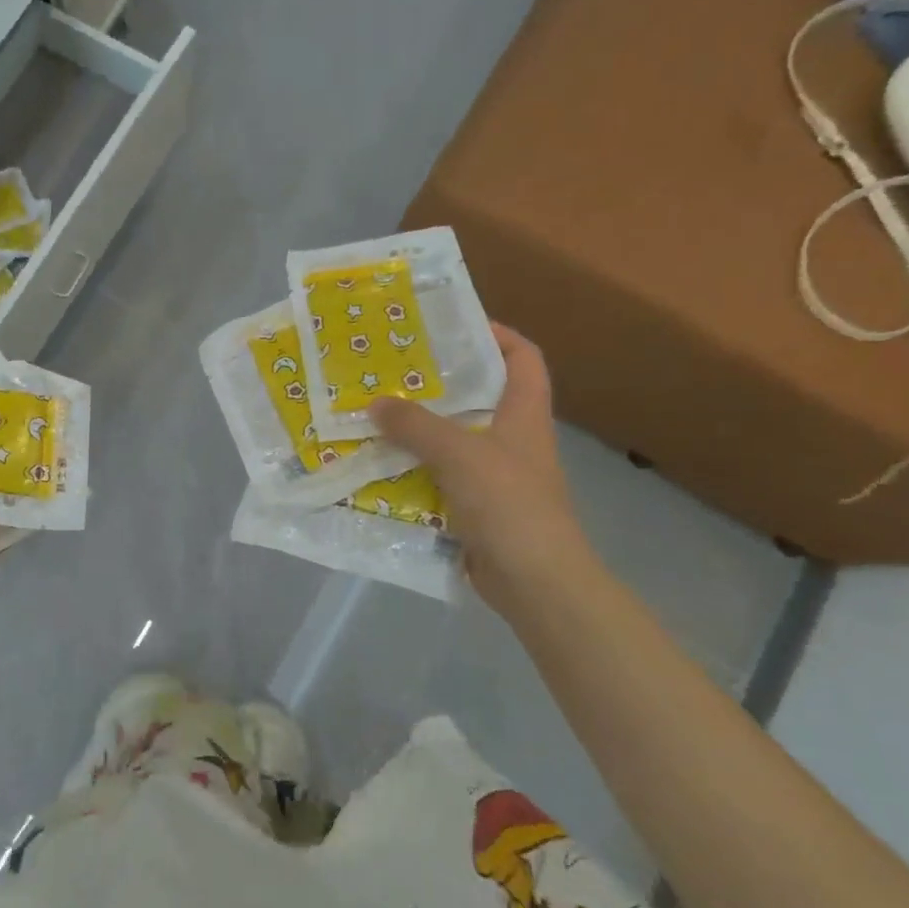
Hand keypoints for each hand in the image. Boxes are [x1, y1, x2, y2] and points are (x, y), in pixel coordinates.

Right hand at [370, 324, 587, 605]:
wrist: (535, 581)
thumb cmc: (509, 504)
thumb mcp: (460, 454)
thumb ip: (415, 425)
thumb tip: (375, 403)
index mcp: (524, 415)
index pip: (523, 358)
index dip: (496, 334)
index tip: (452, 326)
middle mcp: (511, 440)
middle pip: (477, 397)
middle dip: (437, 383)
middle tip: (391, 371)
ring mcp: (493, 476)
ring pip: (451, 440)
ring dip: (416, 430)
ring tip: (373, 414)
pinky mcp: (474, 507)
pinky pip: (437, 478)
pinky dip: (411, 471)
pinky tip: (377, 467)